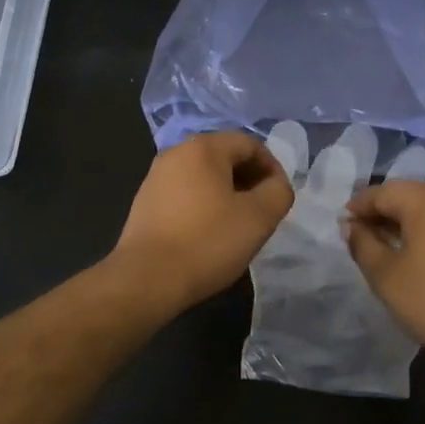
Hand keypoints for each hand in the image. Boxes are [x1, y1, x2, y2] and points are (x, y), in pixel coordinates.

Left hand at [114, 131, 293, 310]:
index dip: (272, 167)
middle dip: (250, 180)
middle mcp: (176, 153)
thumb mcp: (259, 218)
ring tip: (238, 224)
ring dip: (227, 193)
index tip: (279, 197)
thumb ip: (278, 192)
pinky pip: (185, 193)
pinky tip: (209, 234)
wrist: (147, 279)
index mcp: (203, 148)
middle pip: (225, 156)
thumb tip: (276, 185)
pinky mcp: (145, 202)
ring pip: (204, 176)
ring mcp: (156, 177)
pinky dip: (204, 204)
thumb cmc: (207, 242)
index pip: (250, 144)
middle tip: (262, 211)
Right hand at [344, 181, 424, 367]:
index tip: (341, 226)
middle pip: (406, 194)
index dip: (358, 206)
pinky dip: (424, 230)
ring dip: (402, 221)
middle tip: (359, 235)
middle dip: (380, 211)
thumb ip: (363, 245)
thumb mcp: (386, 276)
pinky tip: (414, 254)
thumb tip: (351, 226)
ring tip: (383, 246)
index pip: (382, 191)